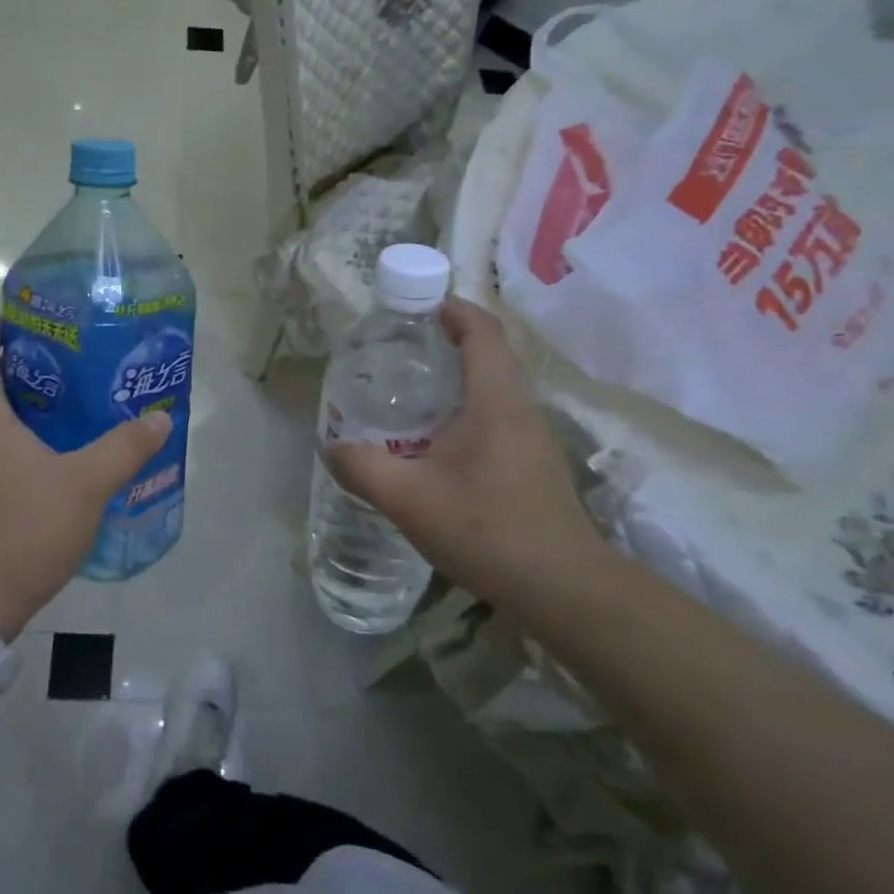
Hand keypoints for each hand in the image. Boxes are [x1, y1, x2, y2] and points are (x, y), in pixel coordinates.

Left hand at [0, 320, 171, 637]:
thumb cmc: (22, 528)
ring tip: (72, 403)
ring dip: (23, 406)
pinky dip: (20, 440)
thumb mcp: (85, 485)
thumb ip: (124, 449)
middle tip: (70, 360)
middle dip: (21, 366)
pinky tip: (58, 457)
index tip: (27, 321)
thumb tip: (160, 418)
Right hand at [326, 298, 602, 605]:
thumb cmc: (486, 529)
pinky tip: (436, 442)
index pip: (482, 331)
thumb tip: (330, 445)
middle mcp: (520, 408)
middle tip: (400, 349)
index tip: (418, 306)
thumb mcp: (407, 498)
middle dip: (447, 341)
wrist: (563, 588)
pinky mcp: (535, 464)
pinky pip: (499, 416)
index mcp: (495, 400)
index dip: (453, 309)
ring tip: (410, 392)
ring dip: (457, 378)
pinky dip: (466, 409)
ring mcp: (534, 437)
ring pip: (494, 388)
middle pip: (489, 354)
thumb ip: (361, 467)